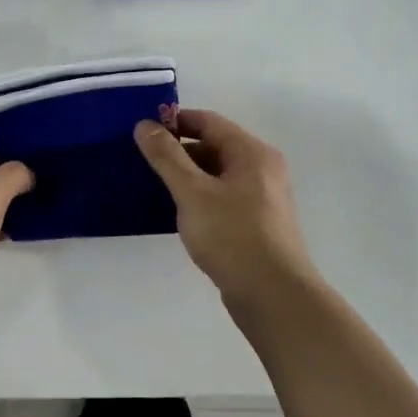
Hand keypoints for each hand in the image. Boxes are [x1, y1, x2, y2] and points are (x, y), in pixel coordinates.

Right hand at [136, 109, 319, 310]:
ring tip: (156, 188)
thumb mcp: (192, 192)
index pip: (209, 122)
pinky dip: (202, 198)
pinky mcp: (259, 223)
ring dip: (189, 177)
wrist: (273, 295)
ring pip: (219, 175)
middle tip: (144, 163)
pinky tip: (180, 214)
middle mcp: (263, 169)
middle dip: (179, 152)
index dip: (175, 122)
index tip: (144, 131)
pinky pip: (224, 197)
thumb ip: (167, 157)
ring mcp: (264, 198)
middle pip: (215, 147)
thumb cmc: (232, 236)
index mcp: (252, 153)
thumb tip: (145, 125)